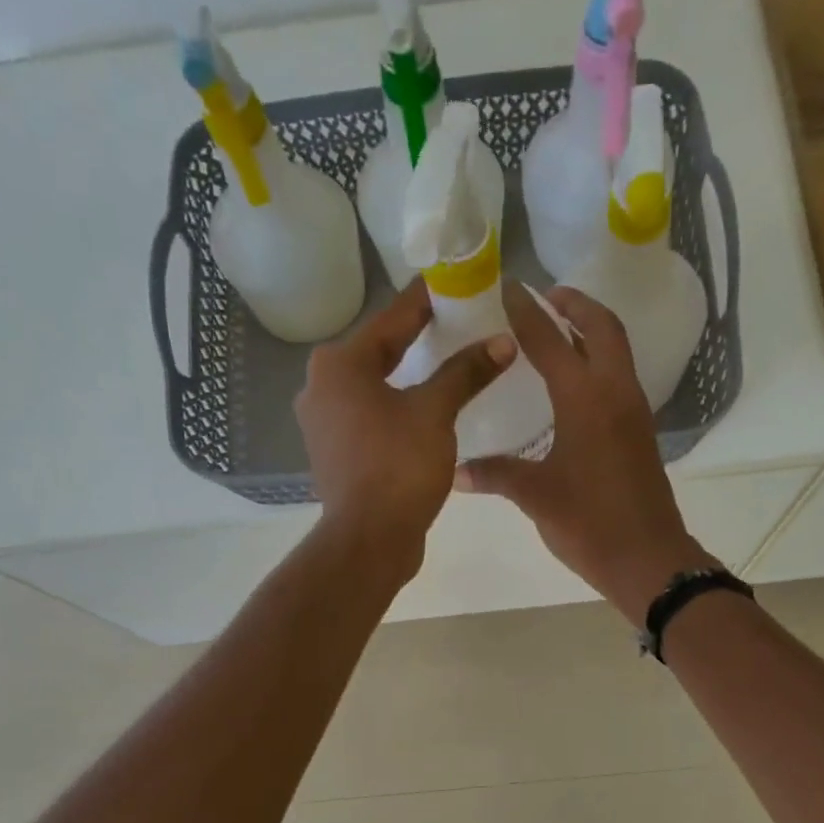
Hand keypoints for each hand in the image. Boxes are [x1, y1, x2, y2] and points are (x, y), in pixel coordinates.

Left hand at [297, 279, 512, 575]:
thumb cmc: (398, 467)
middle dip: (417, 339)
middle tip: (456, 322)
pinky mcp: (335, 453)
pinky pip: (371, 416)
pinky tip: (423, 409)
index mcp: (339, 364)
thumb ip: (466, 373)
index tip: (452, 282)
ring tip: (446, 365)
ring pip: (374, 387)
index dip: (426, 301)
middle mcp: (321, 386)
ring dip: (408, 377)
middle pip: (379, 352)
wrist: (368, 540)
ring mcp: (324, 423)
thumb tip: (501, 342)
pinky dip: (397, 408)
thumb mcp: (435, 413)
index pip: (392, 320)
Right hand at [457, 283, 715, 624]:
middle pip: (602, 328)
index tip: (507, 288)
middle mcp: (616, 393)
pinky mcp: (640, 433)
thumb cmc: (590, 524)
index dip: (527, 313)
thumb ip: (496, 474)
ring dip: (591, 330)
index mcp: (586, 399)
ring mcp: (634, 412)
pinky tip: (573, 383)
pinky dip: (599, 362)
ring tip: (557, 330)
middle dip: (574, 304)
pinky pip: (619, 378)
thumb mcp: (536, 497)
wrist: (648, 559)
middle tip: (544, 296)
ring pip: (617, 351)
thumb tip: (456, 470)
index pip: (551, 340)